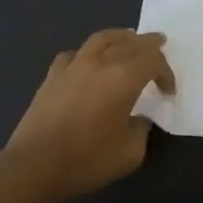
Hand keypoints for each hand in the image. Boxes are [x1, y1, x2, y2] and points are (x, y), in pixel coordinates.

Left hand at [5, 30, 175, 200]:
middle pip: (130, 42)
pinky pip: (75, 54)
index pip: (153, 60)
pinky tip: (88, 63)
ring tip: (128, 39)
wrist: (34, 166)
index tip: (167, 92)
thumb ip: (141, 130)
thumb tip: (138, 119)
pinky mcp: (52, 76)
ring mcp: (73, 66)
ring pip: (101, 38)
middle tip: (159, 43)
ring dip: (120, 37)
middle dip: (149, 44)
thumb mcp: (130, 153)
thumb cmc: (87, 159)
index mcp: (124, 78)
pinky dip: (87, 53)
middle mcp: (100, 63)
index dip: (166, 72)